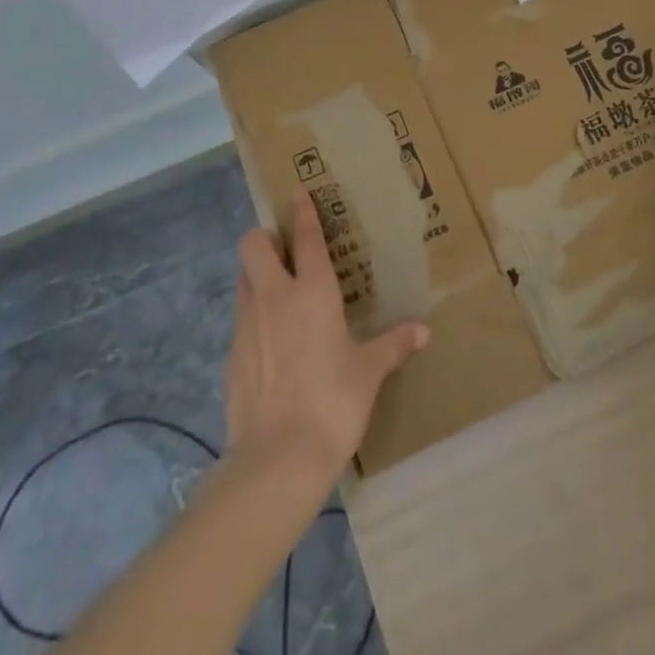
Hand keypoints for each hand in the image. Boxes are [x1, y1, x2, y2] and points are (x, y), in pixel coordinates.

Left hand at [224, 195, 428, 485]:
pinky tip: (270, 343)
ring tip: (277, 292)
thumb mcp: (369, 373)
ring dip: (256, 274)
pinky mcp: (231, 354)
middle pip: (254, 244)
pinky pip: (240, 318)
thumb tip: (423, 331)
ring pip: (242, 277)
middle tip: (284, 251)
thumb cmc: (332, 403)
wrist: (277, 459)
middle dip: (265, 238)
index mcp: (312, 292)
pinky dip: (253, 317)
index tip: (298, 194)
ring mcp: (247, 324)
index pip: (305, 238)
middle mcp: (274, 296)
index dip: (302, 212)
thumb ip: (393, 345)